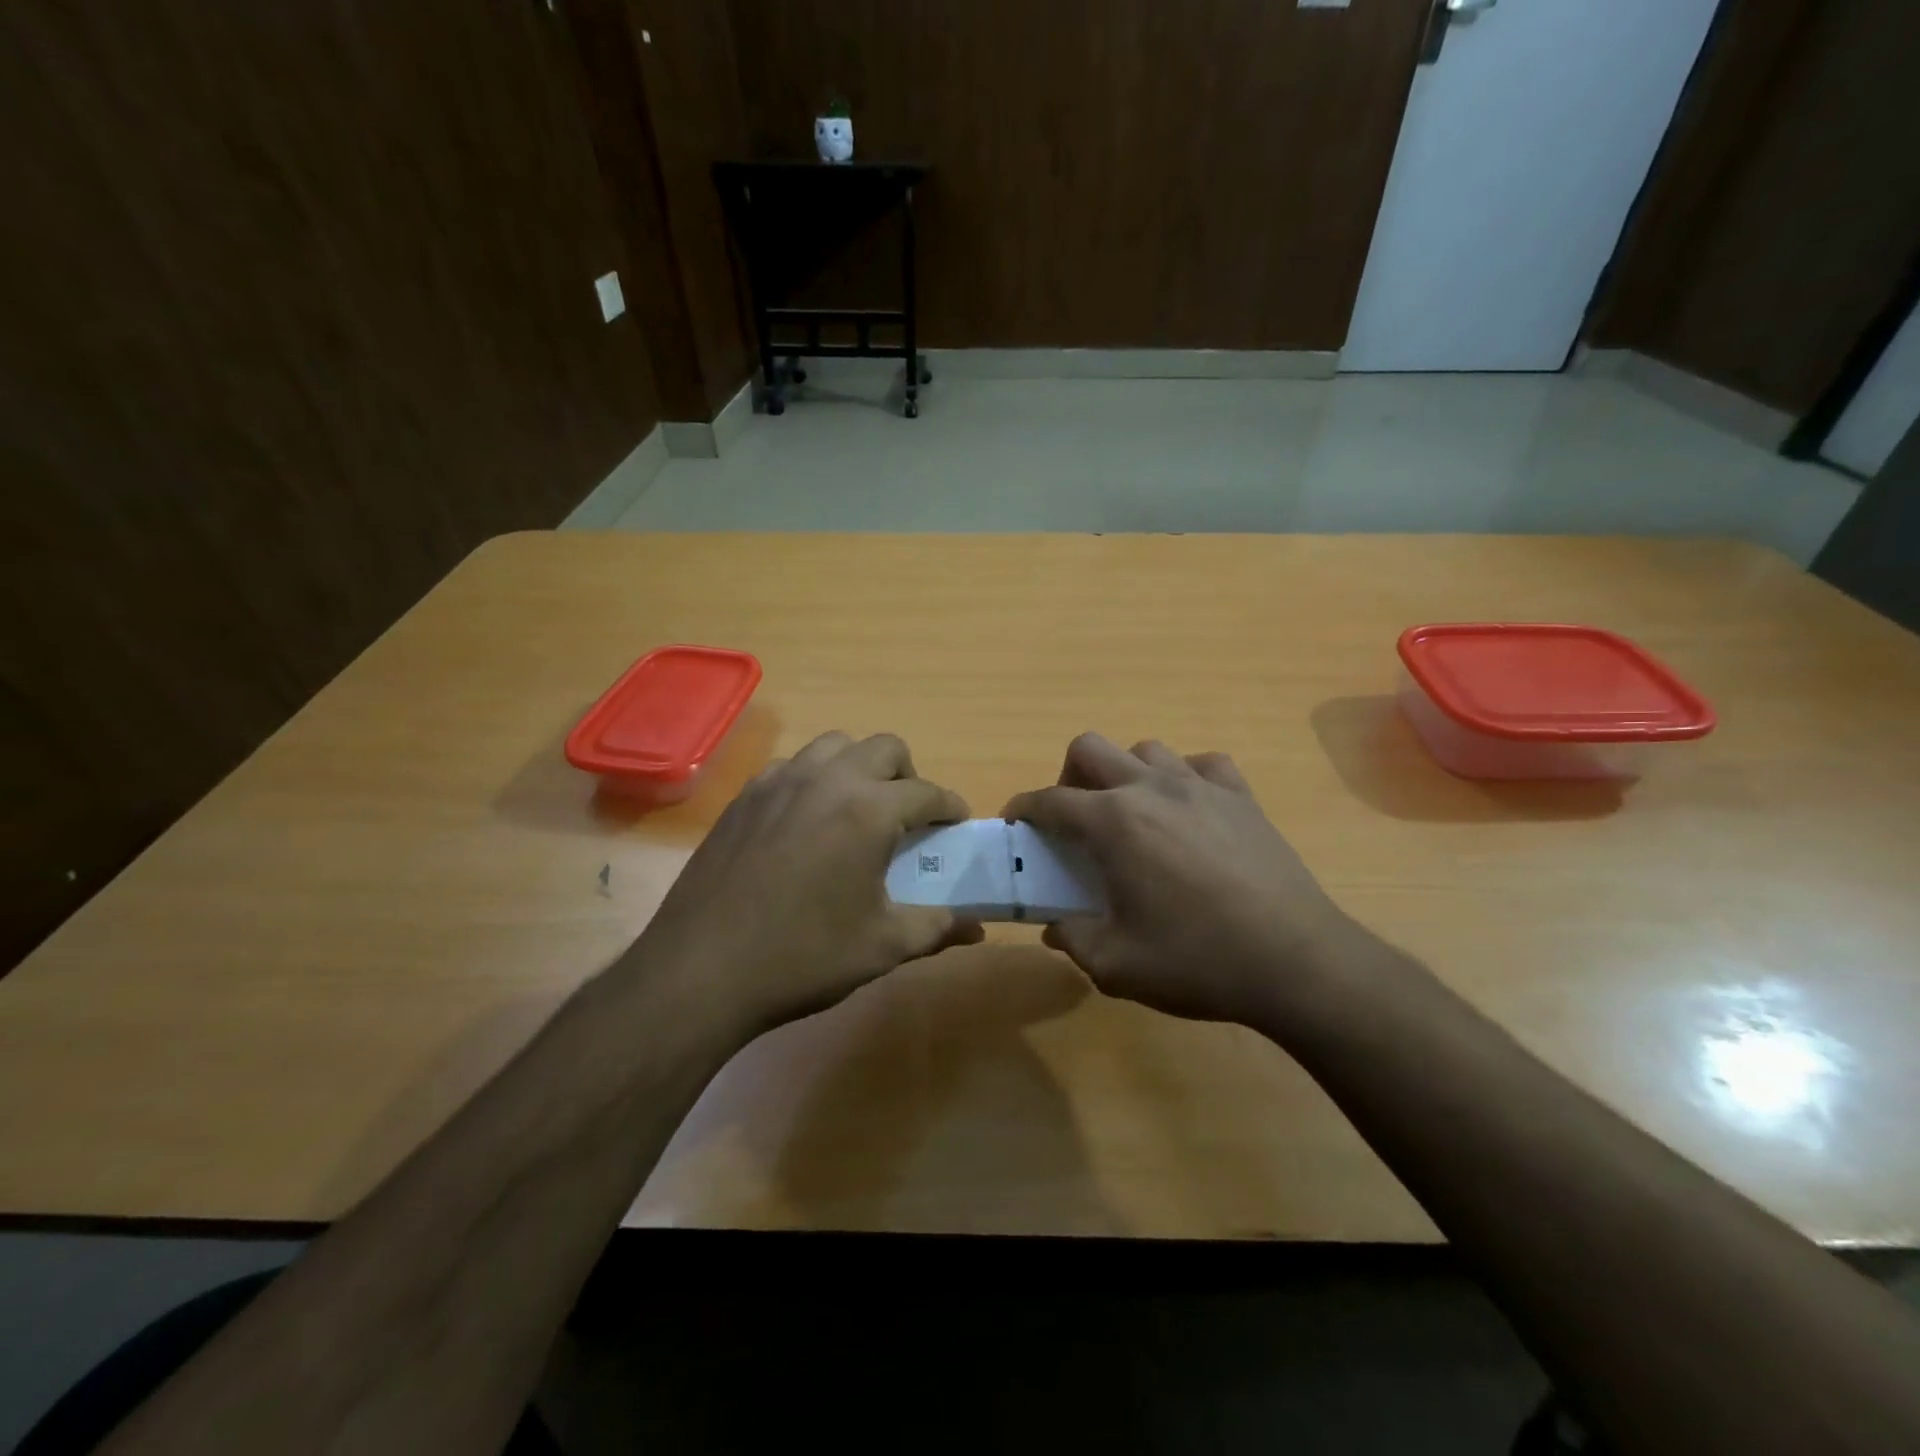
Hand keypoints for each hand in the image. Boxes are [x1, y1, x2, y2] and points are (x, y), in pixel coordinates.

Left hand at [636, 732, 982, 1037]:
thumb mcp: (881, 946)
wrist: (701, 970)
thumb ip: (936, 928)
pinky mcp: (745, 796)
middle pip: (885, 747)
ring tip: (858, 809)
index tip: (957, 822)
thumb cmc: (803, 956)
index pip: (926, 792)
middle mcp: (827, 779)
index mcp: (869, 809)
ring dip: (859, 767)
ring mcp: (780, 781)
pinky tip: (807, 821)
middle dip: (907, 774)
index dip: (949, 806)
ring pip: (835, 746)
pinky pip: (792, 766)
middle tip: (909, 814)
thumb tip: (976, 929)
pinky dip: (814, 779)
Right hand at [1004, 733, 1365, 1031]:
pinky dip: (1184, 779)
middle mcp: (1151, 788)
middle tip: (1075, 820)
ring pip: (1145, 749)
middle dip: (1068, 777)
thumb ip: (1074, 939)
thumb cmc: (1198, 962)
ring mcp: (1201, 786)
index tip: (1015, 823)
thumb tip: (1055, 926)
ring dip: (1125, 774)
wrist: (1298, 963)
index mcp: (1114, 822)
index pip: (1049, 800)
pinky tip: (1189, 812)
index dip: (1023, 808)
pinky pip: (1202, 765)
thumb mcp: (1117, 966)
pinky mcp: (1242, 797)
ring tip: (1132, 816)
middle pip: (1089, 747)